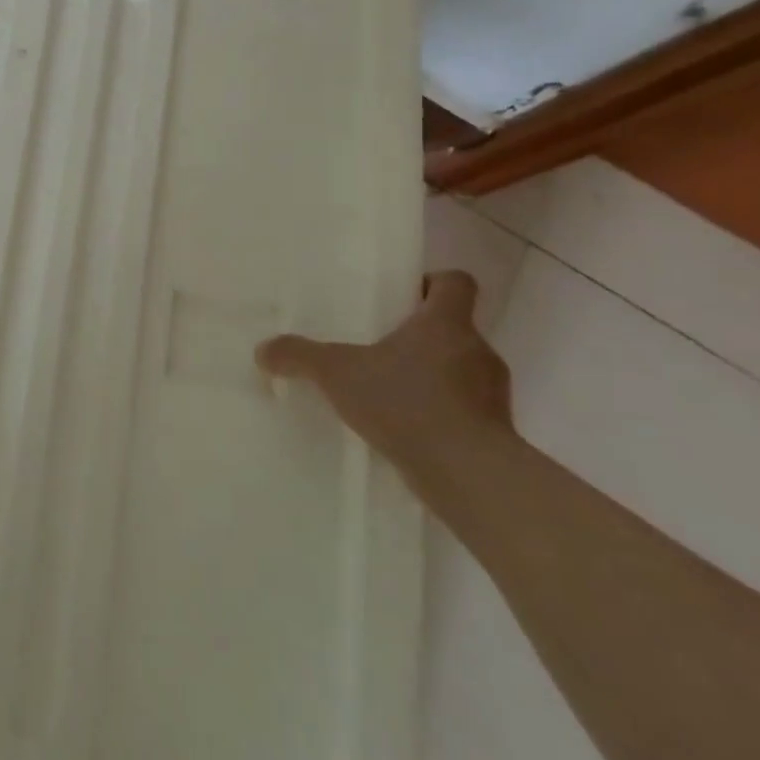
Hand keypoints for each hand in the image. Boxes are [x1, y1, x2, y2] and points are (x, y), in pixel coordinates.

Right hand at [255, 272, 511, 473]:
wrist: (470, 477)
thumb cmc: (408, 403)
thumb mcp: (338, 374)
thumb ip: (299, 356)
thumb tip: (262, 350)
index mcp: (446, 322)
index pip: (456, 282)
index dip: (432, 282)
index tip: (402, 296)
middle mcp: (478, 350)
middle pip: (453, 328)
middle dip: (419, 336)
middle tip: (380, 346)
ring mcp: (493, 395)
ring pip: (460, 371)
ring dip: (431, 377)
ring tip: (389, 393)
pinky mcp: (496, 434)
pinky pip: (466, 412)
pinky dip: (441, 415)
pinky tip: (406, 430)